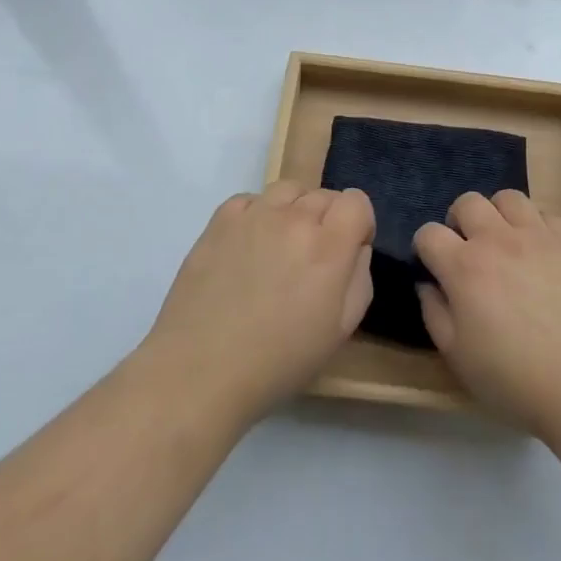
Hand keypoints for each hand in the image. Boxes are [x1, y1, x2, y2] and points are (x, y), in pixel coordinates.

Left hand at [146, 182, 374, 424]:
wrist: (201, 371)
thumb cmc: (278, 361)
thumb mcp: (340, 330)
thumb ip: (359, 277)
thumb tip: (355, 247)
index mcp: (328, 247)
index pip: (356, 201)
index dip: (358, 224)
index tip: (348, 251)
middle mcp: (294, 219)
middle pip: (324, 195)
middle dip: (328, 221)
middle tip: (311, 261)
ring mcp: (254, 215)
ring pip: (289, 190)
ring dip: (294, 211)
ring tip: (280, 247)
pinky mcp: (220, 220)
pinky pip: (251, 200)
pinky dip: (257, 214)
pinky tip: (248, 247)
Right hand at [414, 190, 560, 439]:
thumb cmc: (516, 379)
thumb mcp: (458, 357)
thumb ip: (434, 313)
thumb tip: (427, 284)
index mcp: (464, 267)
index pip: (429, 233)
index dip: (425, 247)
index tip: (433, 266)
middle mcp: (498, 240)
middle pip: (467, 202)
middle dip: (459, 220)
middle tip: (468, 249)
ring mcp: (538, 236)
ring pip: (508, 198)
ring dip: (498, 215)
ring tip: (505, 242)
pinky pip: (547, 214)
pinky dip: (536, 226)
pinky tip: (540, 253)